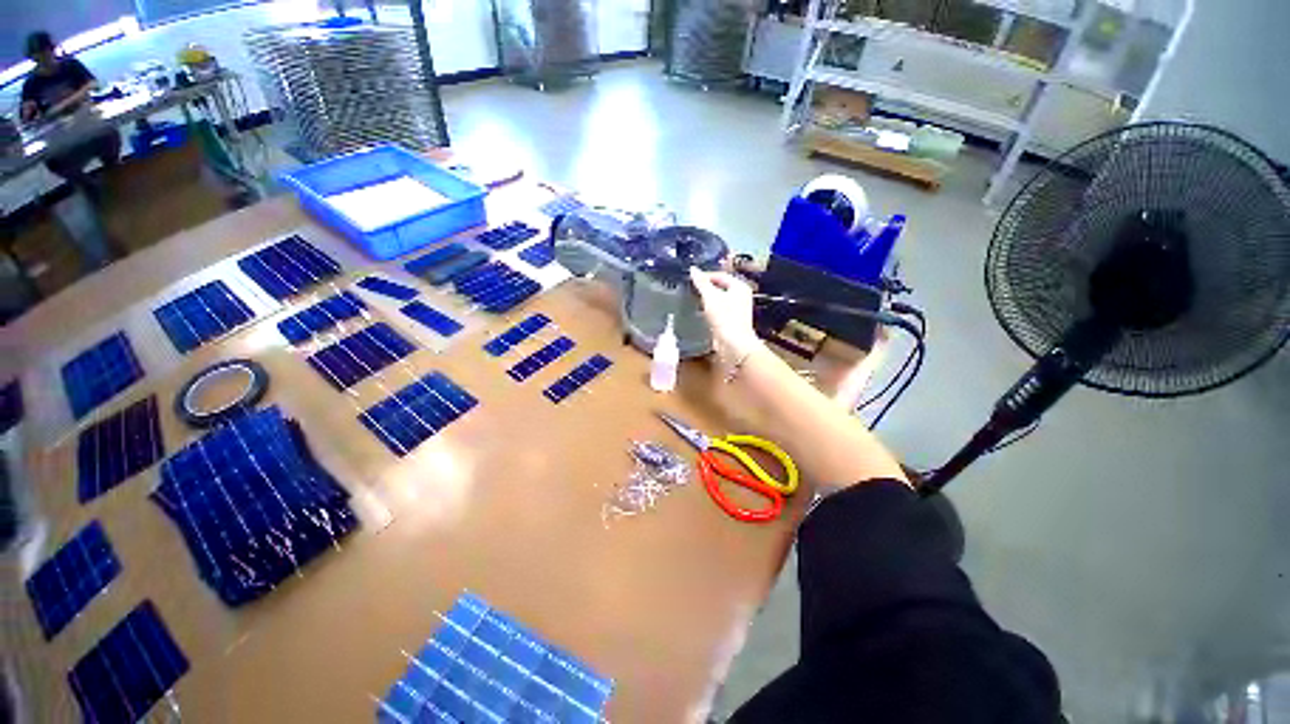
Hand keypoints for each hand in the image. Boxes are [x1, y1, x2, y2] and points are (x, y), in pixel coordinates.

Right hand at [689, 267, 763, 361]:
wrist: (734, 345)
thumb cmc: (725, 318)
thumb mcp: (710, 297)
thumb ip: (701, 282)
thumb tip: (693, 269)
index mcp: (739, 286)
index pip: (720, 275)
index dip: (705, 276)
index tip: (691, 279)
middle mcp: (741, 296)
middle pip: (720, 287)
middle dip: (705, 287)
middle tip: (691, 289)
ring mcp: (737, 309)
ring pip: (719, 299)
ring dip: (706, 299)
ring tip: (693, 299)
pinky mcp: (731, 321)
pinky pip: (719, 310)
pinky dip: (709, 309)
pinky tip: (700, 312)